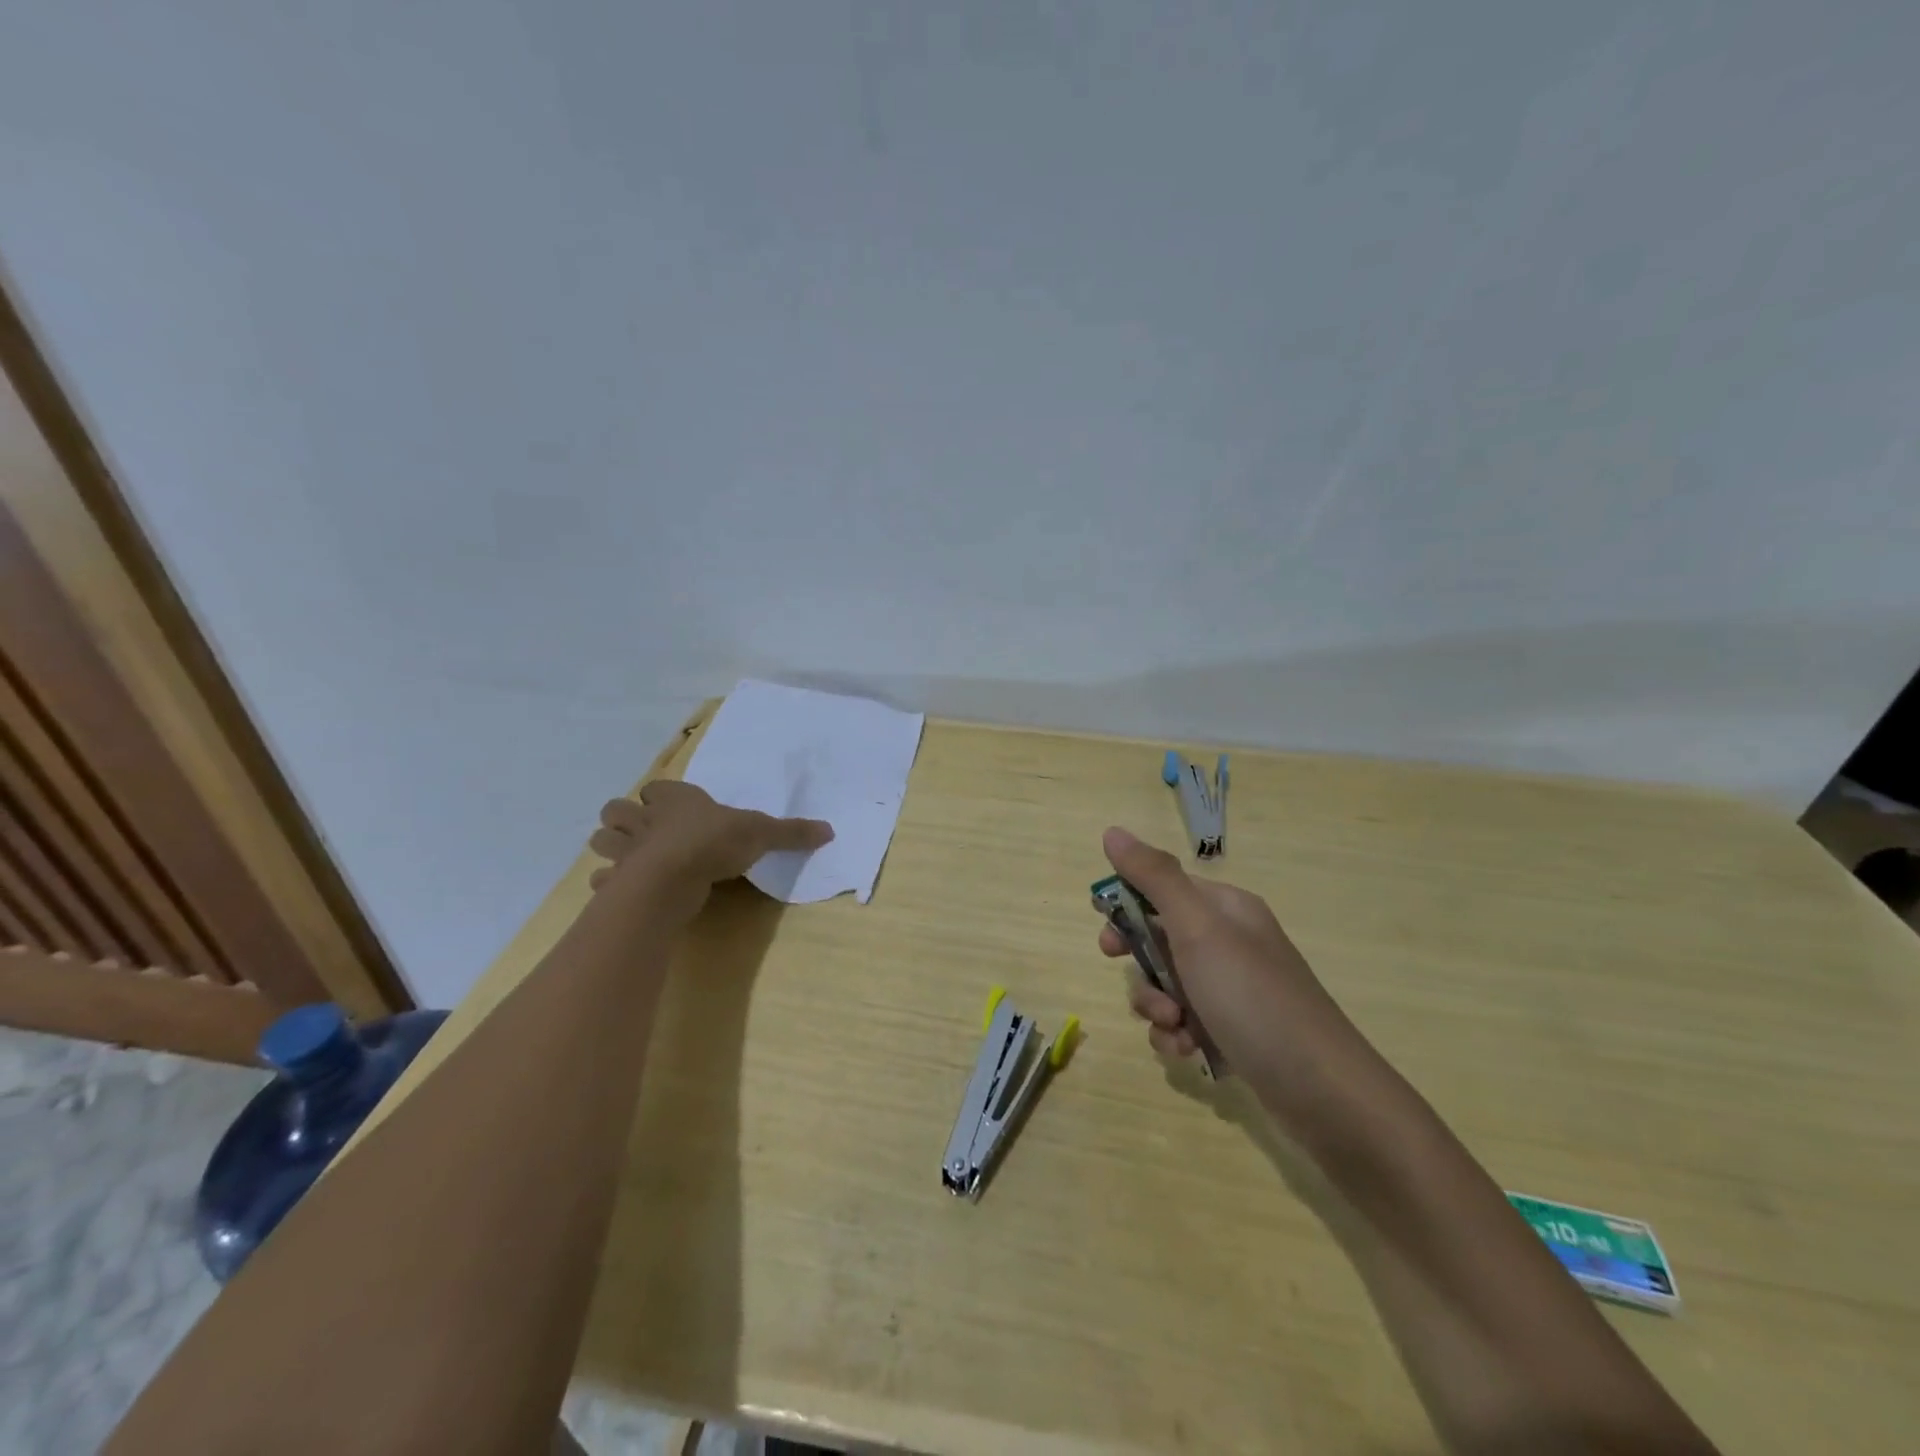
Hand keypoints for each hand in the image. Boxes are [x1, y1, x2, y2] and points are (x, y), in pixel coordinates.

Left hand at [588, 780, 832, 889]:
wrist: (673, 877)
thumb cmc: (715, 842)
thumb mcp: (762, 833)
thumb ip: (791, 832)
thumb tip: (830, 830)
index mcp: (676, 800)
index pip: (656, 788)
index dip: (661, 797)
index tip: (671, 807)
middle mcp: (645, 820)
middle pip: (616, 810)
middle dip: (624, 819)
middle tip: (644, 833)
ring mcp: (626, 851)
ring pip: (601, 840)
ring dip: (612, 847)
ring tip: (631, 859)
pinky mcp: (616, 882)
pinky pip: (602, 880)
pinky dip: (608, 884)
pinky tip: (622, 890)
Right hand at [1096, 827, 1343, 1066]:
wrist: (1323, 1091)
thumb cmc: (1253, 997)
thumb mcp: (1198, 928)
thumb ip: (1153, 878)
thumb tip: (1113, 831)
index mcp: (1225, 909)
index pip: (1161, 890)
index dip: (1127, 911)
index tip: (1108, 941)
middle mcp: (1229, 943)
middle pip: (1159, 941)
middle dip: (1141, 968)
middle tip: (1135, 985)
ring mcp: (1233, 990)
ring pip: (1166, 987)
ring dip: (1157, 1008)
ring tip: (1175, 1027)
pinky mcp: (1234, 1031)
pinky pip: (1184, 1023)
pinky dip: (1177, 1036)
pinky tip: (1188, 1052)